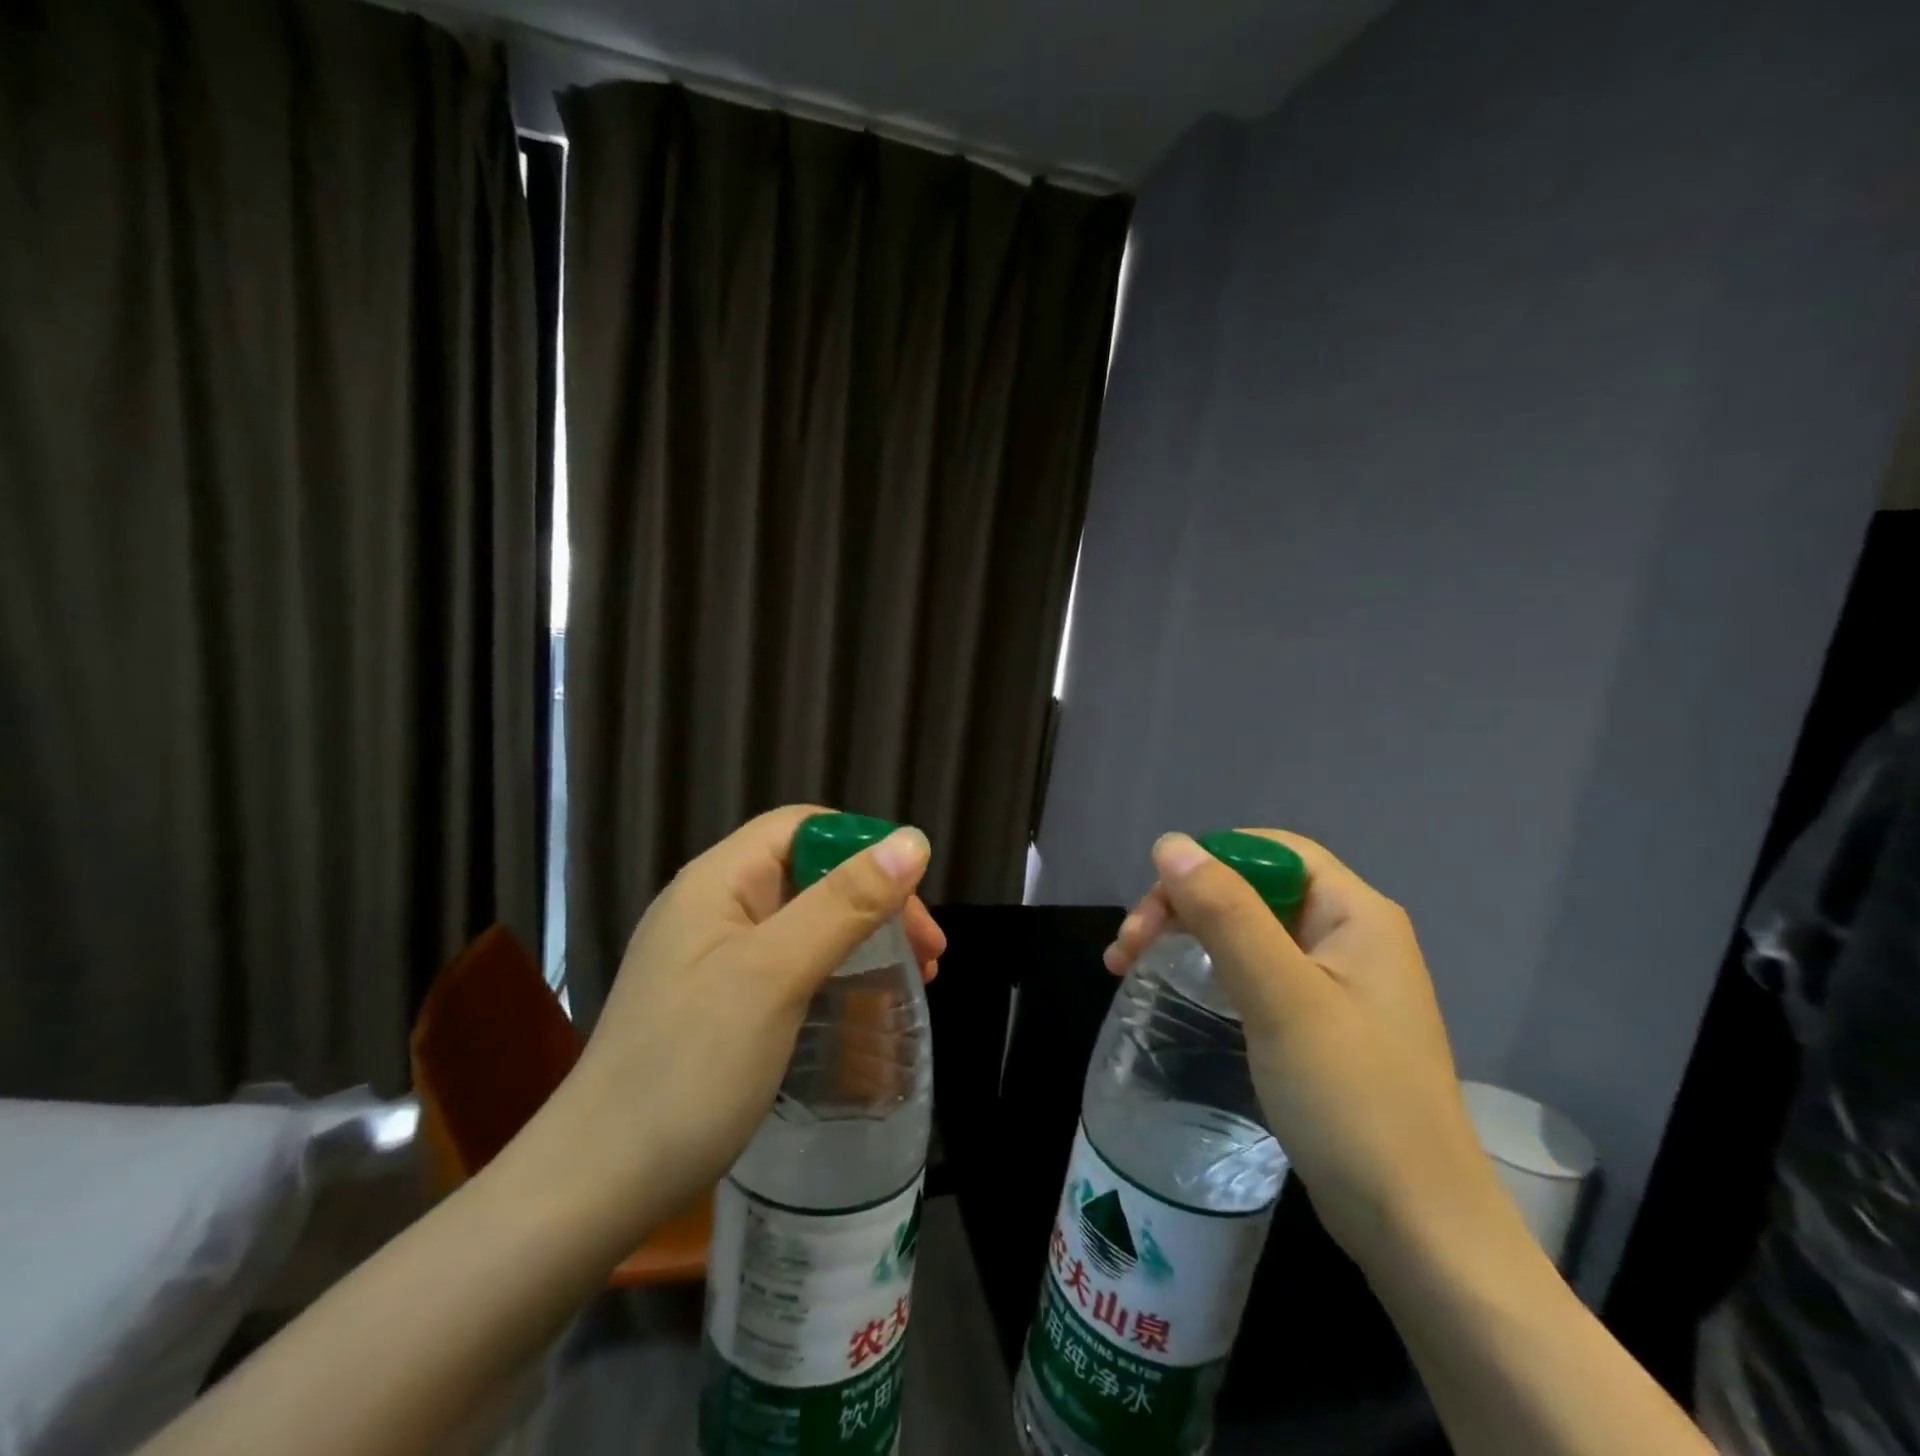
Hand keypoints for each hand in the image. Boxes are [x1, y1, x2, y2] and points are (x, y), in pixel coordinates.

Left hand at [526, 806, 938, 1242]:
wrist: (597, 1184)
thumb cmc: (690, 1067)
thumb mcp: (776, 975)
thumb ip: (844, 902)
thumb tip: (912, 841)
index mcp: (718, 881)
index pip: (803, 828)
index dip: (864, 847)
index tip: (914, 898)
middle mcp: (713, 906)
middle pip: (810, 873)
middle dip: (875, 901)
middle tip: (929, 953)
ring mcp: (713, 956)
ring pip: (805, 921)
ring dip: (862, 938)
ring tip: (914, 978)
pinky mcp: (718, 1001)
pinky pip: (789, 964)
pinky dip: (835, 973)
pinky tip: (862, 1006)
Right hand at [1105, 830, 1505, 1267]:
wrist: (1418, 1230)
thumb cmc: (1351, 1100)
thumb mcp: (1281, 997)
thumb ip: (1227, 913)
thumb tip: (1172, 843)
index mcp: (1355, 913)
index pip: (1269, 851)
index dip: (1207, 862)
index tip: (1154, 904)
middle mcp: (1350, 935)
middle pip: (1251, 888)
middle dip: (1184, 904)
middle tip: (1128, 947)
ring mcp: (1336, 981)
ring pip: (1247, 929)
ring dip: (1187, 935)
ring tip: (1129, 965)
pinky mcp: (1320, 1022)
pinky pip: (1256, 970)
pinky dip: (1209, 970)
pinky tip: (1179, 989)